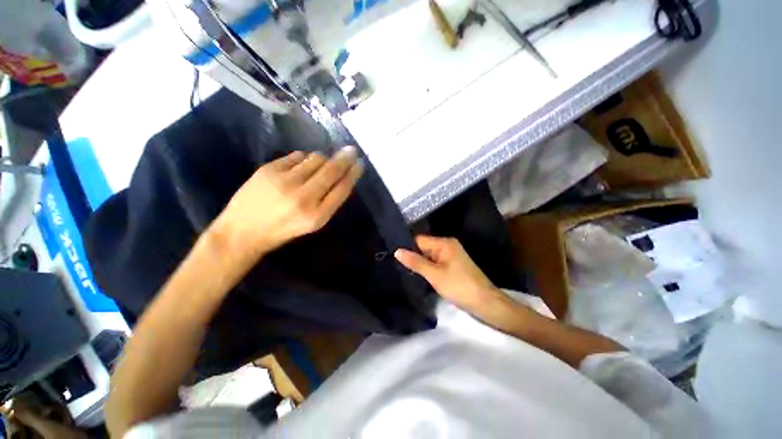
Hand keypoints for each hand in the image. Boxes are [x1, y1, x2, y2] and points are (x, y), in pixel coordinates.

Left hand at [212, 146, 362, 261]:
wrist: (242, 231)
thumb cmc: (283, 230)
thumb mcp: (312, 223)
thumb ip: (329, 201)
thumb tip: (342, 177)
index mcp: (317, 216)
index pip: (342, 189)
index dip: (353, 174)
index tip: (359, 164)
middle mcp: (303, 197)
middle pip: (331, 171)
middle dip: (344, 158)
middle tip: (351, 150)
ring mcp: (285, 181)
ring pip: (316, 159)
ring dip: (322, 159)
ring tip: (319, 165)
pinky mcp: (269, 169)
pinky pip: (297, 155)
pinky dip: (304, 158)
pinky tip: (300, 166)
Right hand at [395, 235, 509, 315]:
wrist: (485, 303)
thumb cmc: (459, 286)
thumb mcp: (434, 275)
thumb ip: (415, 262)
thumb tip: (397, 251)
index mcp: (444, 243)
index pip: (419, 239)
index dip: (406, 246)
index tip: (391, 254)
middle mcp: (447, 245)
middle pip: (423, 247)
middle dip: (412, 255)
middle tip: (394, 264)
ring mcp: (450, 255)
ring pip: (428, 256)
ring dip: (419, 263)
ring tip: (402, 269)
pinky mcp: (452, 265)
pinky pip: (434, 262)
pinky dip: (427, 268)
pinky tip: (417, 274)